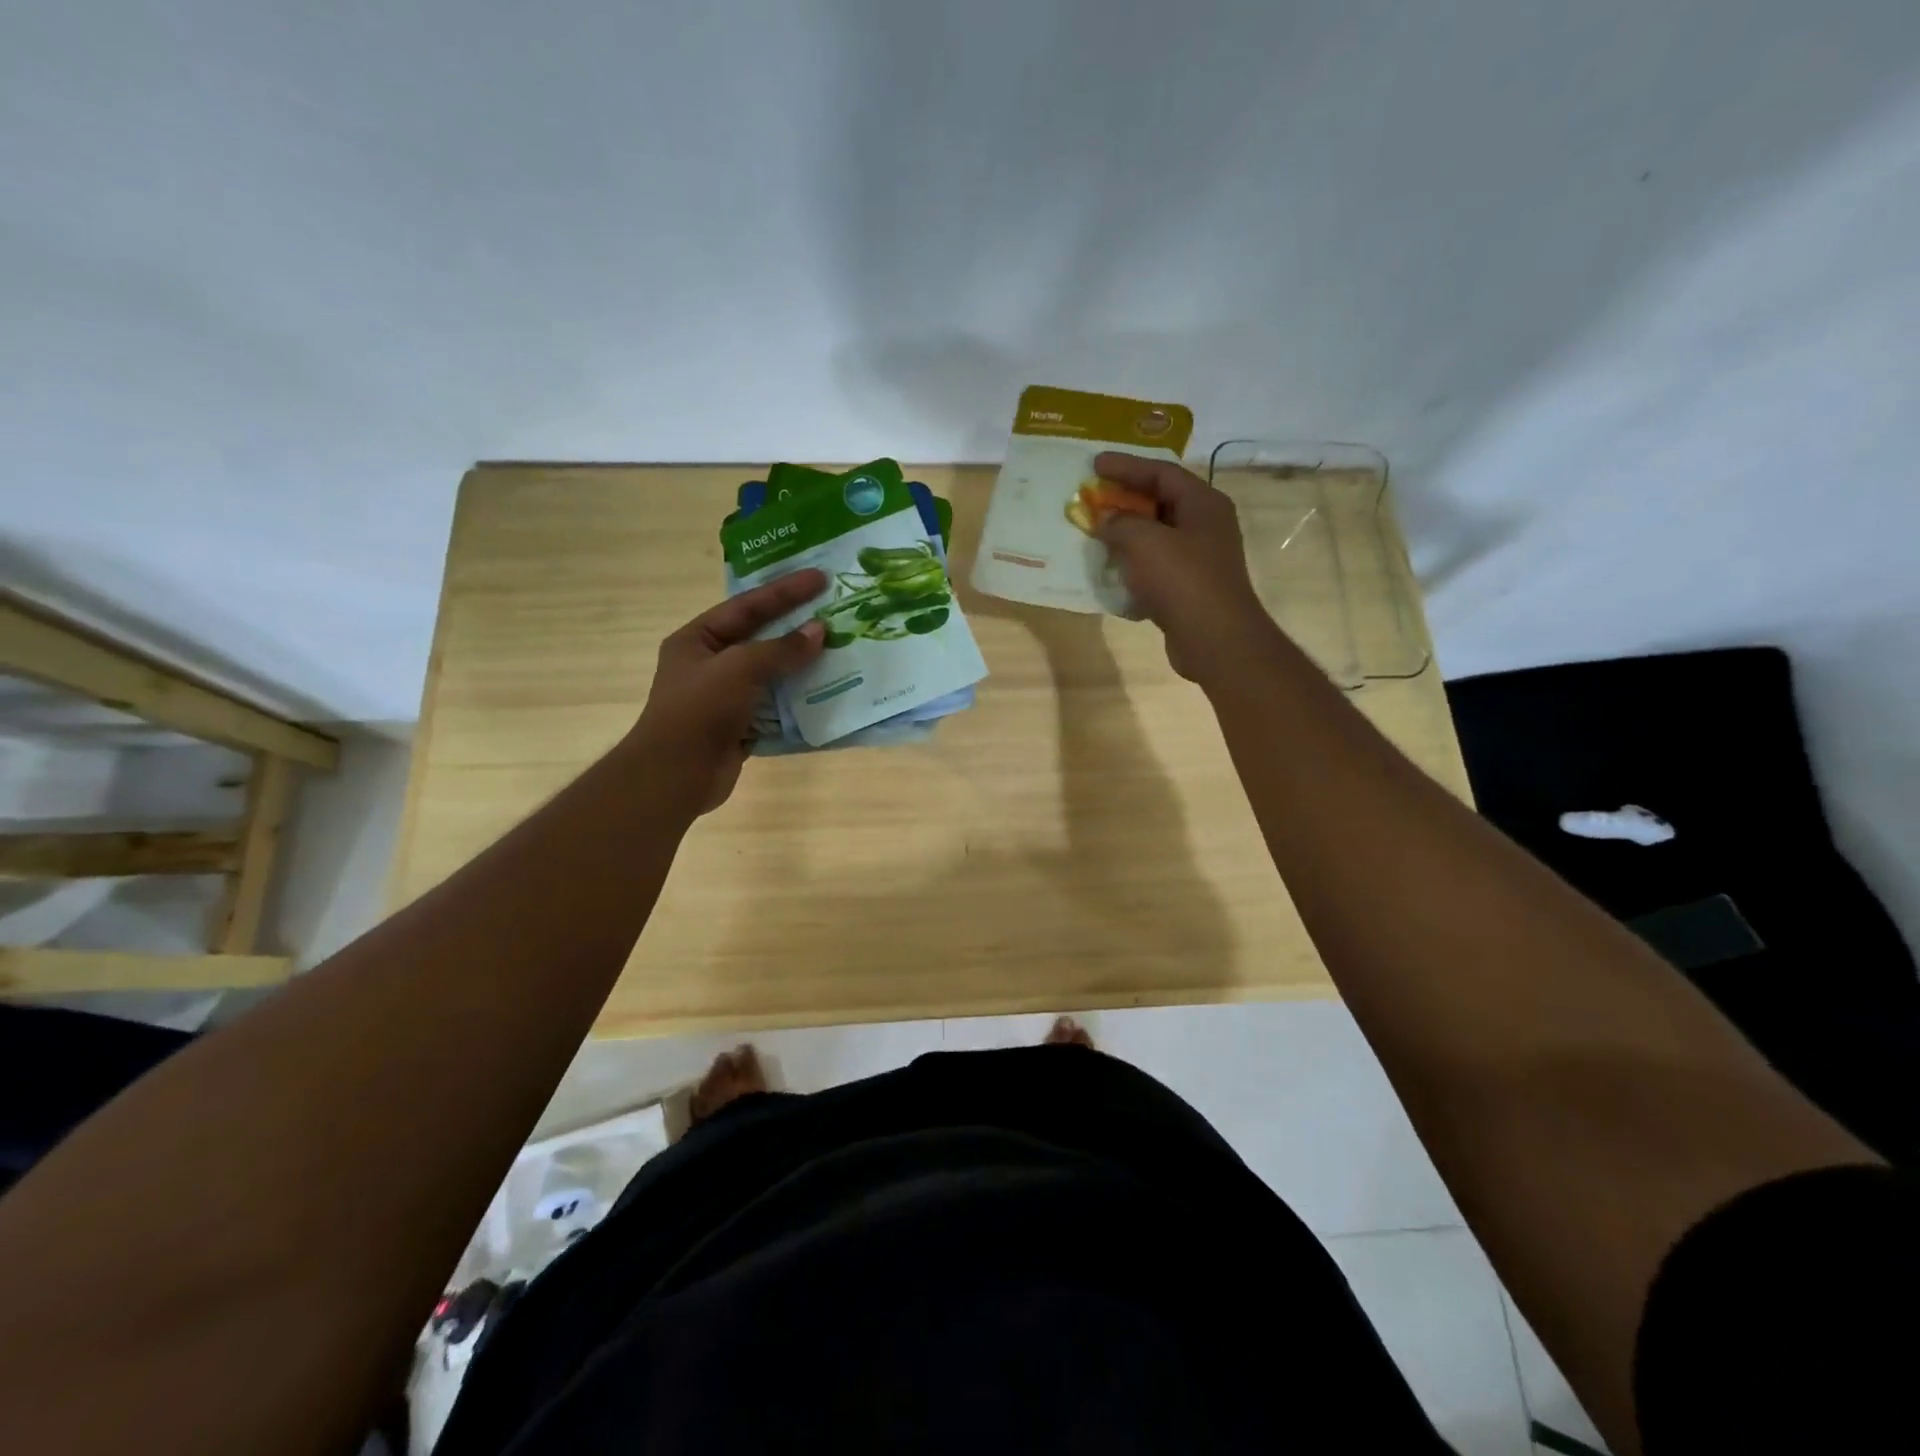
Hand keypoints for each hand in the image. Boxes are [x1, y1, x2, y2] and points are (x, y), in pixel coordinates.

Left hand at [633, 569, 827, 812]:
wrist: (676, 776)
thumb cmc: (699, 711)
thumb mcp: (739, 669)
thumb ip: (781, 649)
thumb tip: (819, 632)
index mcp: (697, 640)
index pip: (746, 606)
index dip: (784, 591)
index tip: (819, 579)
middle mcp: (711, 664)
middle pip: (761, 638)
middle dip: (797, 627)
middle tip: (835, 611)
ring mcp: (727, 697)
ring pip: (772, 674)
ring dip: (803, 665)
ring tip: (840, 651)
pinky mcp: (741, 726)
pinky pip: (777, 706)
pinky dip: (800, 700)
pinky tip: (828, 692)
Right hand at [1092, 452, 1272, 683]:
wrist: (1214, 639)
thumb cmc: (1182, 580)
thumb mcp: (1144, 542)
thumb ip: (1119, 523)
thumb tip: (1104, 519)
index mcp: (1203, 503)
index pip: (1161, 472)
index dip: (1126, 465)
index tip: (1094, 463)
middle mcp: (1206, 525)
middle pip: (1161, 501)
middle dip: (1125, 498)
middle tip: (1093, 495)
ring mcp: (1199, 558)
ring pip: (1157, 535)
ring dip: (1127, 532)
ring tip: (1096, 530)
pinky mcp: (1189, 587)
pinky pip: (1156, 565)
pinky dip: (1133, 562)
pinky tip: (1111, 567)